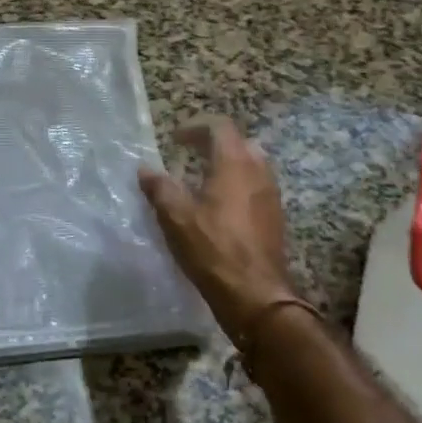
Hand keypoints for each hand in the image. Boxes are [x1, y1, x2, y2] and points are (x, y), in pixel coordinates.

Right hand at [139, 118, 298, 346]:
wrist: (256, 296)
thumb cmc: (213, 250)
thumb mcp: (176, 217)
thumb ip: (160, 188)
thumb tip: (146, 169)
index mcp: (234, 164)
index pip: (220, 127)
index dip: (196, 127)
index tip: (175, 139)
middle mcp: (258, 172)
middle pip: (240, 143)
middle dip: (215, 144)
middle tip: (191, 154)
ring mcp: (271, 195)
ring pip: (252, 165)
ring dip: (229, 165)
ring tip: (204, 180)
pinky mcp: (275, 218)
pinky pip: (257, 187)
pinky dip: (239, 185)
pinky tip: (221, 207)